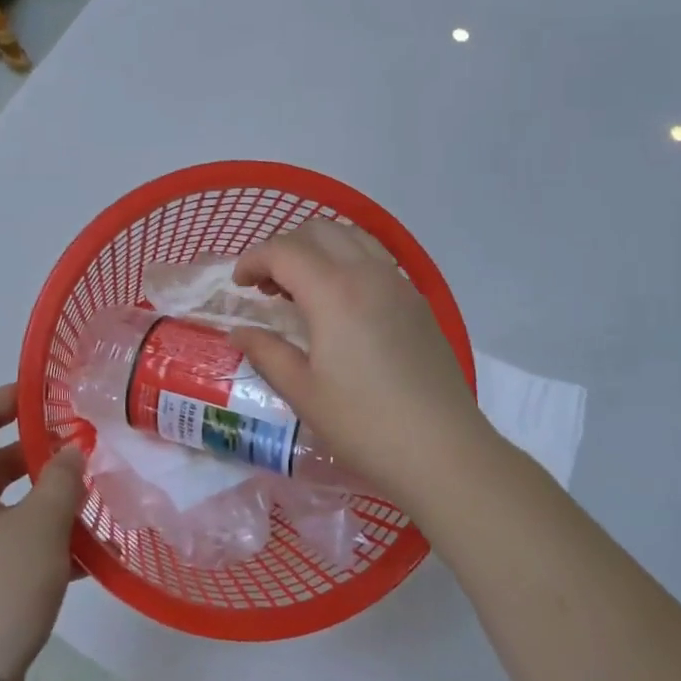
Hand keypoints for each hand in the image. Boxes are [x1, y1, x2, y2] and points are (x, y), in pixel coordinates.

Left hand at [0, 385, 84, 680]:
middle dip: (38, 455)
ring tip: (87, 503)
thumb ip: (62, 478)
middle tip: (84, 450)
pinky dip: (28, 535)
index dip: (15, 398)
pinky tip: (76, 555)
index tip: (55, 392)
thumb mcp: (41, 527)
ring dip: (39, 499)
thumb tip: (72, 451)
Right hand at [231, 220, 499, 508]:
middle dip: (285, 248)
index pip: (284, 251)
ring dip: (319, 249)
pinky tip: (342, 304)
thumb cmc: (364, 424)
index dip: (253, 259)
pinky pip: (376, 260)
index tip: (238, 284)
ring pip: (352, 238)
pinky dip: (348, 262)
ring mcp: (399, 284)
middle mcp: (369, 273)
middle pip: (320, 231)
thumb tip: (241, 333)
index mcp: (334, 291)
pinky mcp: (419, 302)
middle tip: (268, 286)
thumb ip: (267, 353)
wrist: (442, 449)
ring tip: (303, 289)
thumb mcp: (303, 392)